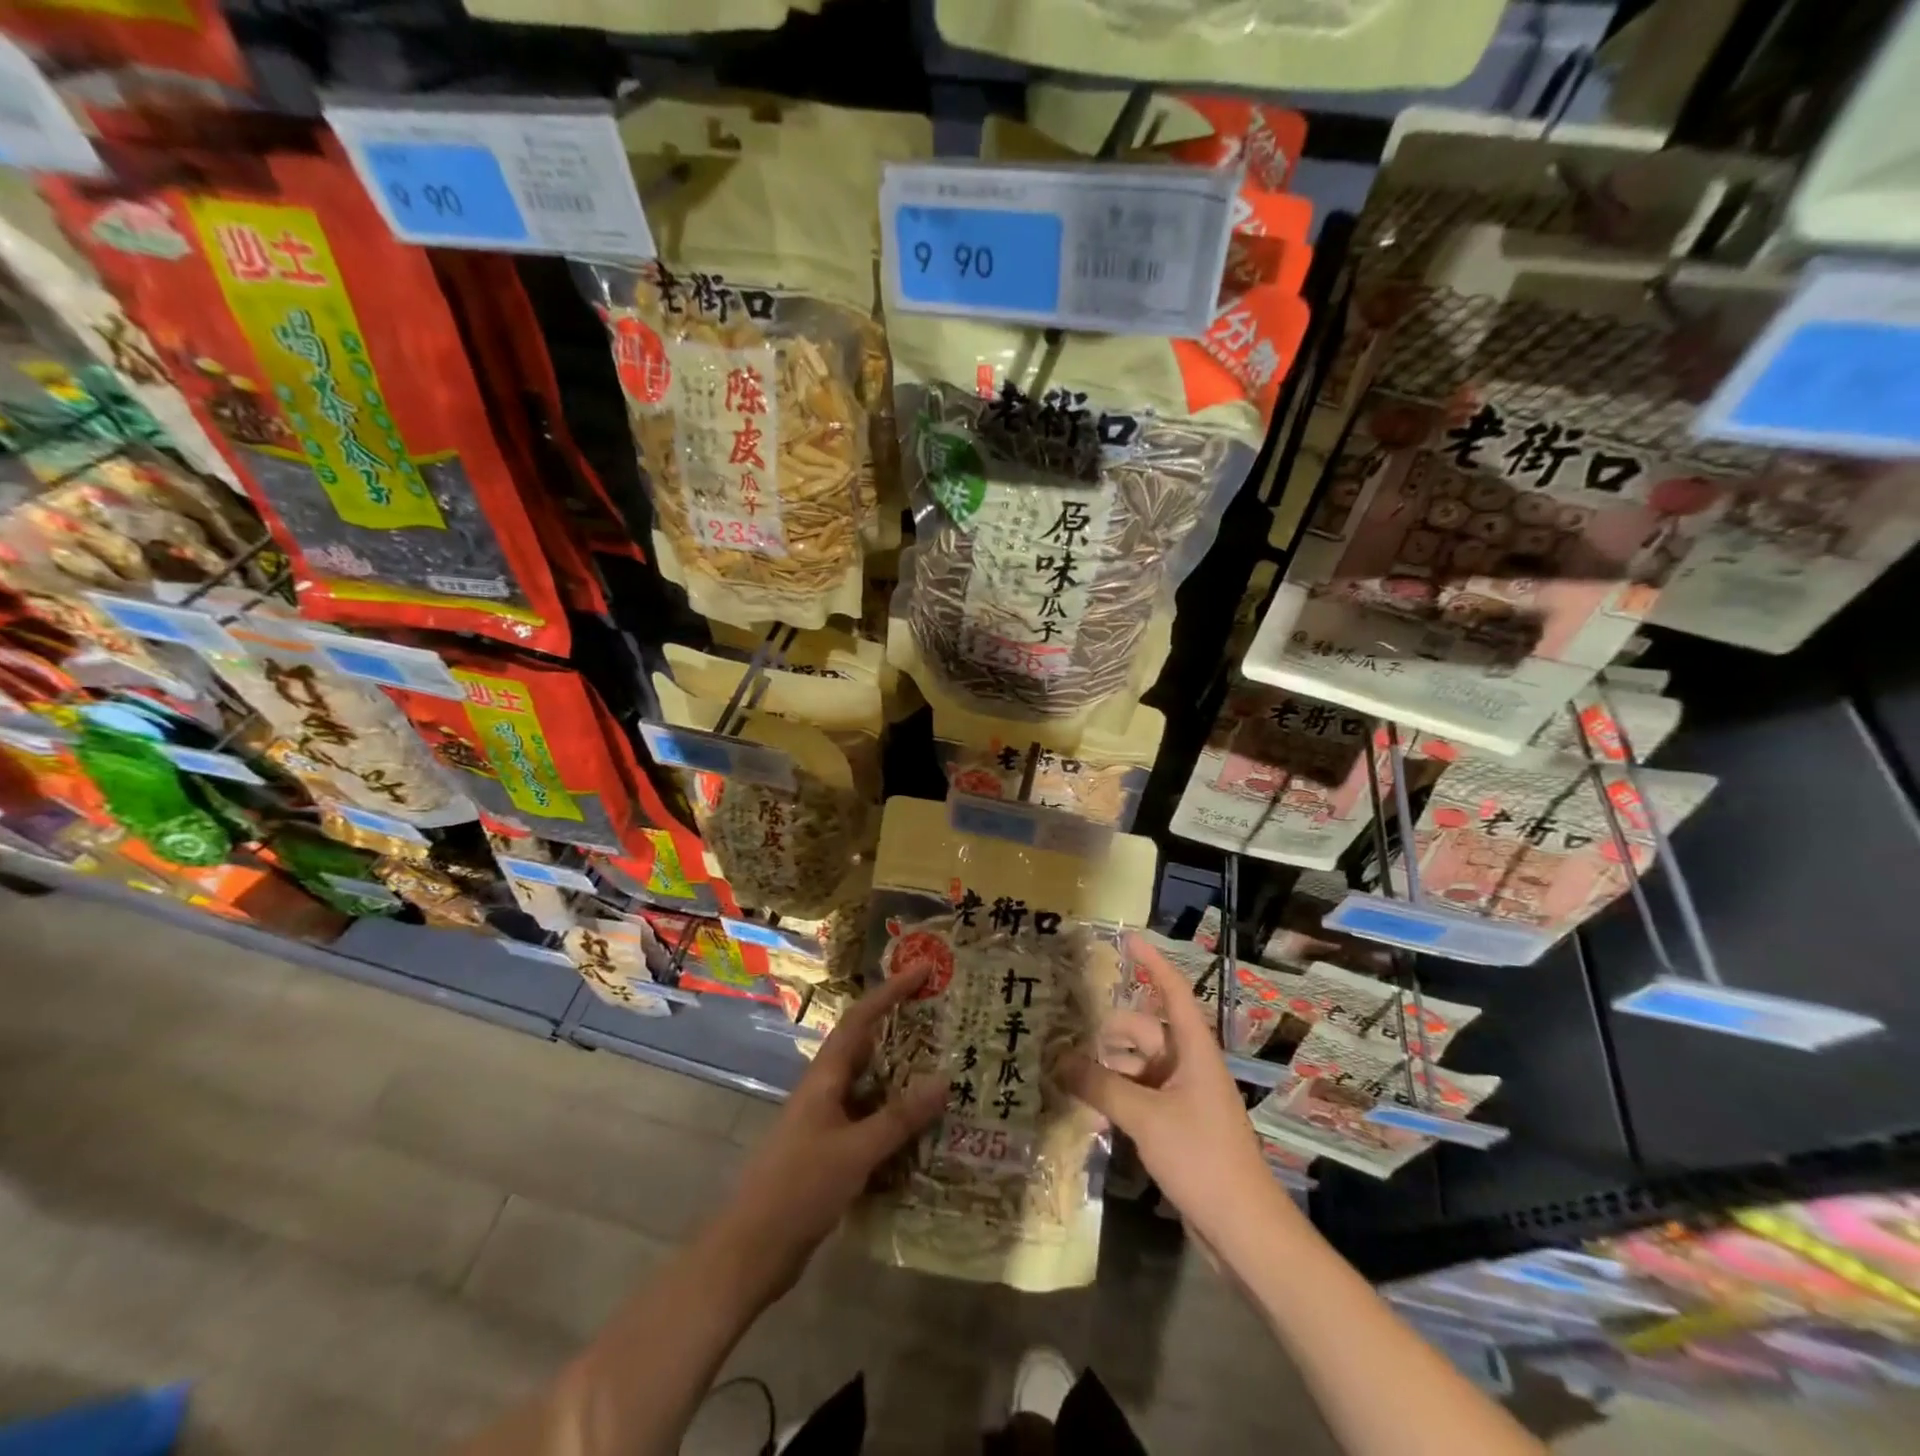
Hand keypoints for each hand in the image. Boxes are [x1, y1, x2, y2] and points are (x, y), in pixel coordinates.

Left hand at [709, 965, 943, 1299]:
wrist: (750, 1252)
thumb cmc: (799, 1189)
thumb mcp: (854, 1152)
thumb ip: (899, 1118)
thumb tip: (944, 1079)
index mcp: (825, 1077)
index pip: (861, 1019)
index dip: (891, 991)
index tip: (923, 970)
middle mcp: (826, 1091)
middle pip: (867, 1047)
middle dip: (902, 1029)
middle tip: (944, 1020)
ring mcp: (826, 1122)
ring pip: (871, 1087)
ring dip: (903, 1077)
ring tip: (945, 1071)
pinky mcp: (830, 1152)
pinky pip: (870, 1121)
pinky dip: (896, 1119)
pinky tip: (924, 1132)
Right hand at [1061, 932, 1281, 1249]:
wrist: (1244, 1229)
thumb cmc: (1202, 1158)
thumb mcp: (1146, 1118)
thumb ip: (1101, 1086)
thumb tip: (1058, 1059)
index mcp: (1193, 1050)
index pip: (1173, 992)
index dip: (1152, 964)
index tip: (1128, 938)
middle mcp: (1188, 1065)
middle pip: (1142, 1032)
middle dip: (1106, 1033)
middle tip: (1061, 1035)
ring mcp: (1182, 1096)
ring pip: (1136, 1066)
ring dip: (1106, 1068)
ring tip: (1064, 1074)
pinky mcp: (1175, 1125)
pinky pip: (1139, 1095)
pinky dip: (1115, 1095)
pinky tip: (1087, 1108)